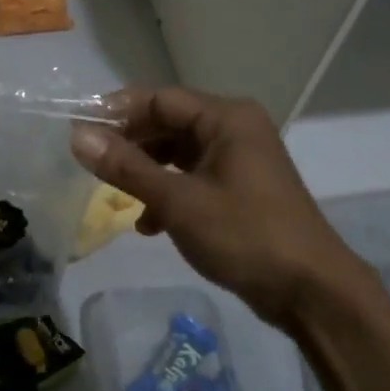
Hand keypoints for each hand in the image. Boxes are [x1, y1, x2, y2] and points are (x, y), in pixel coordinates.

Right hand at [69, 87, 379, 330]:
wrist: (311, 291)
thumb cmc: (245, 235)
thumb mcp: (178, 201)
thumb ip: (127, 167)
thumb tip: (78, 136)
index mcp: (227, 118)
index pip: (160, 99)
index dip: (117, 112)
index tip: (79, 130)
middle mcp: (235, 130)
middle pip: (170, 123)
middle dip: (131, 143)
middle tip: (91, 164)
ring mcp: (240, 161)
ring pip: (179, 153)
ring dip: (147, 172)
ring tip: (116, 194)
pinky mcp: (241, 190)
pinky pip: (194, 178)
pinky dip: (169, 193)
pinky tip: (149, 225)